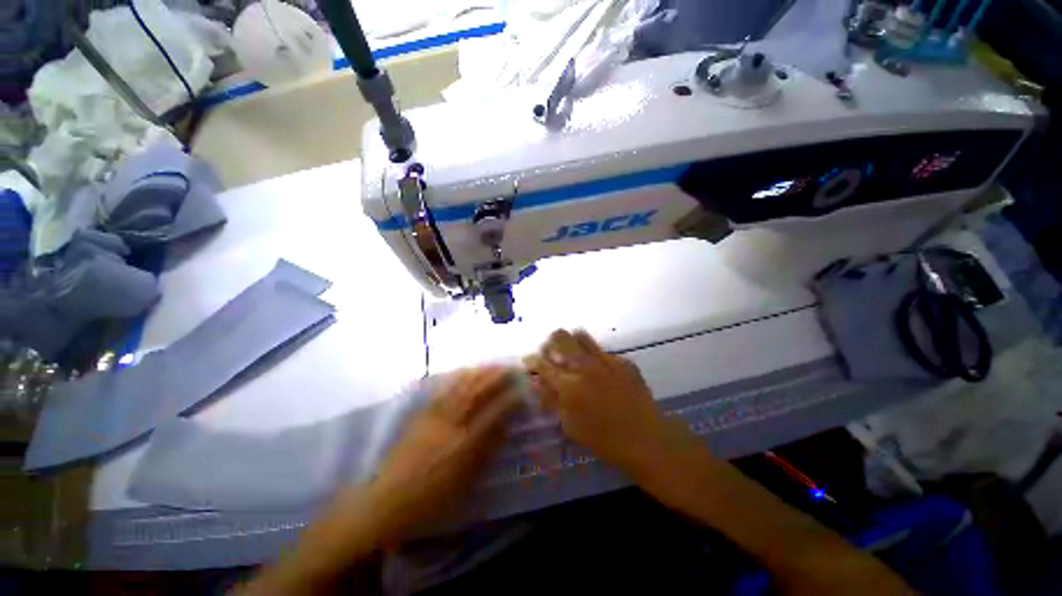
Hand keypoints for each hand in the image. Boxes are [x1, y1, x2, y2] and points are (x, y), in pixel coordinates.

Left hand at [367, 366, 520, 542]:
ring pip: (460, 387)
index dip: (510, 399)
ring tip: (493, 365)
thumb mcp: (465, 481)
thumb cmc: (431, 499)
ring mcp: (433, 416)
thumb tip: (505, 426)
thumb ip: (486, 451)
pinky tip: (465, 372)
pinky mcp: (421, 414)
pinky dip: (457, 378)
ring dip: (479, 373)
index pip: (493, 413)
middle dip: (495, 377)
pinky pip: (443, 390)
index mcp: (463, 444)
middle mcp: (450, 424)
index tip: (522, 388)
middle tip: (510, 367)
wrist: (386, 501)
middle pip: (476, 393)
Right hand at [524, 330, 697, 478]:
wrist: (647, 438)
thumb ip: (552, 400)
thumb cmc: (604, 439)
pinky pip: (601, 349)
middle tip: (550, 353)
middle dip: (550, 342)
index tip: (530, 360)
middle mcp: (584, 367)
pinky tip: (597, 370)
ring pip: (580, 335)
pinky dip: (592, 355)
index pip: (542, 362)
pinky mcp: (622, 360)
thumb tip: (537, 382)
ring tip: (571, 354)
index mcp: (568, 386)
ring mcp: (605, 360)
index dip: (532, 359)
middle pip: (560, 337)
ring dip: (571, 342)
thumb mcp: (570, 425)